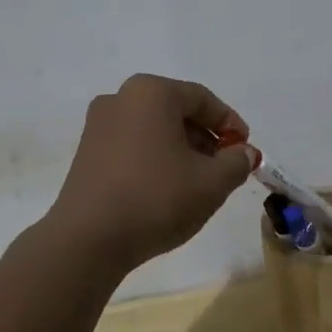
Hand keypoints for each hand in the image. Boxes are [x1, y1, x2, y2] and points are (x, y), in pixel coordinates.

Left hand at [45, 75, 254, 275]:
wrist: (88, 239)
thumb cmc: (156, 198)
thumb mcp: (211, 182)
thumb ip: (236, 162)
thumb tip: (244, 153)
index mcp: (151, 92)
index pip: (201, 98)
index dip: (229, 123)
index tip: (245, 148)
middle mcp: (120, 98)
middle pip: (175, 111)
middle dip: (204, 137)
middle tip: (224, 166)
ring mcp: (98, 125)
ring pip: (153, 129)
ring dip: (180, 149)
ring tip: (197, 182)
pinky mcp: (86, 152)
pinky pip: (131, 145)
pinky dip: (154, 158)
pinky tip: (166, 189)